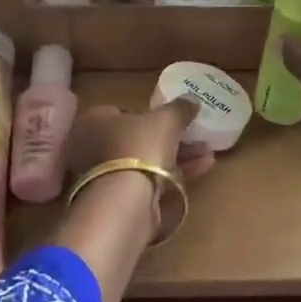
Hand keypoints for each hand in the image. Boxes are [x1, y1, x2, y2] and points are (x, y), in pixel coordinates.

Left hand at [68, 98, 215, 235]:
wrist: (126, 200)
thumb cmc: (140, 146)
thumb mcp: (166, 119)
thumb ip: (179, 108)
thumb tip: (192, 100)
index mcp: (94, 120)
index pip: (123, 112)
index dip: (150, 115)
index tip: (173, 120)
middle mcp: (92, 148)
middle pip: (138, 140)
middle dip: (172, 139)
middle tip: (198, 138)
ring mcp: (103, 177)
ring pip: (146, 164)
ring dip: (179, 158)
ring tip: (208, 155)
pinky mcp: (117, 201)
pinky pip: (148, 183)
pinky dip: (173, 177)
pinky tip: (200, 170)